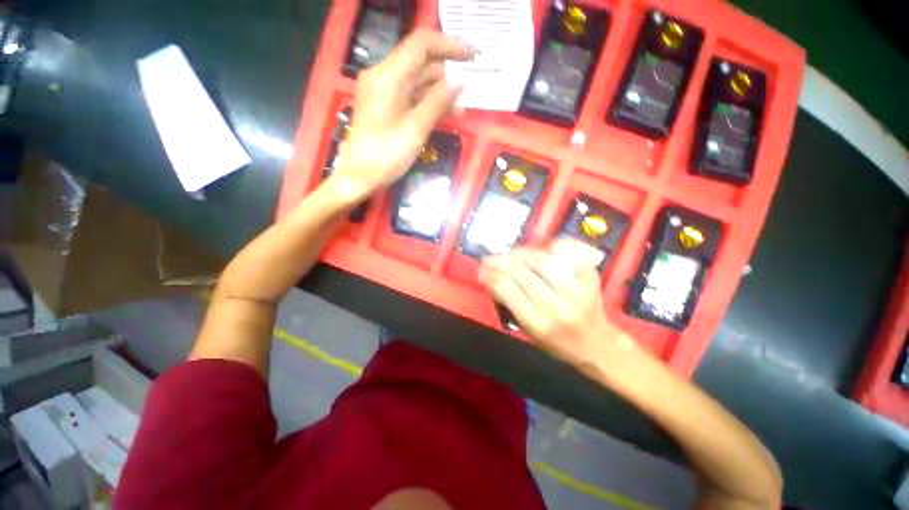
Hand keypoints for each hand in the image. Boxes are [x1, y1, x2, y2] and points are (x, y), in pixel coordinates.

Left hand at [331, 30, 472, 201]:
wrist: (359, 176)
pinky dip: (428, 101)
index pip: (421, 44)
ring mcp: (383, 91)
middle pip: (420, 61)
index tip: (473, 56)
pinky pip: (410, 95)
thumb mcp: (416, 128)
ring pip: (417, 80)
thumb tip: (462, 78)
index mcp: (388, 76)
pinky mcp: (385, 105)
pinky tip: (447, 112)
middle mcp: (383, 76)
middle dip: (447, 70)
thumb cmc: (386, 155)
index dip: (450, 45)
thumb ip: (439, 100)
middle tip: (472, 83)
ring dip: (440, 89)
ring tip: (463, 104)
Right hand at [479, 244, 636, 368]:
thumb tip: (492, 279)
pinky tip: (545, 247)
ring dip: (522, 252)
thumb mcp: (528, 333)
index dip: (490, 274)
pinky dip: (556, 247)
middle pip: (521, 271)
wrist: (598, 348)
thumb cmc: (558, 345)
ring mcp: (577, 290)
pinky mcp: (591, 280)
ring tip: (512, 253)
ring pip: (542, 260)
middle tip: (491, 257)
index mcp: (538, 323)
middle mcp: (556, 305)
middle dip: (500, 260)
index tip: (482, 269)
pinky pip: (571, 254)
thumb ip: (510, 306)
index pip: (507, 288)